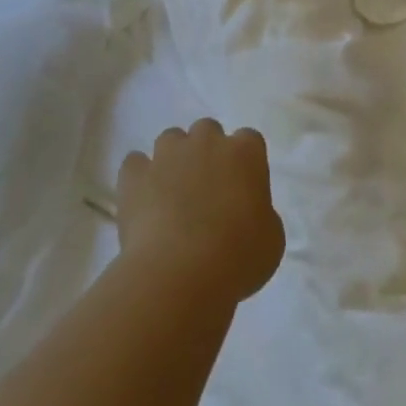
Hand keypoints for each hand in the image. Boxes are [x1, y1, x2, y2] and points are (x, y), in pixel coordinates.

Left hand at [117, 120, 285, 302]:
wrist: (180, 274)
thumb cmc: (237, 257)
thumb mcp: (270, 238)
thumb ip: (260, 213)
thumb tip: (246, 213)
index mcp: (246, 152)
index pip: (249, 140)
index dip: (244, 163)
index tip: (241, 189)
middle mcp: (207, 141)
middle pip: (207, 131)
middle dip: (206, 152)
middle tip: (206, 189)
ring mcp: (168, 154)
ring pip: (170, 140)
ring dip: (173, 160)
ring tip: (172, 194)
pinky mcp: (135, 175)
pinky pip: (135, 164)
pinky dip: (138, 178)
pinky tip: (142, 202)